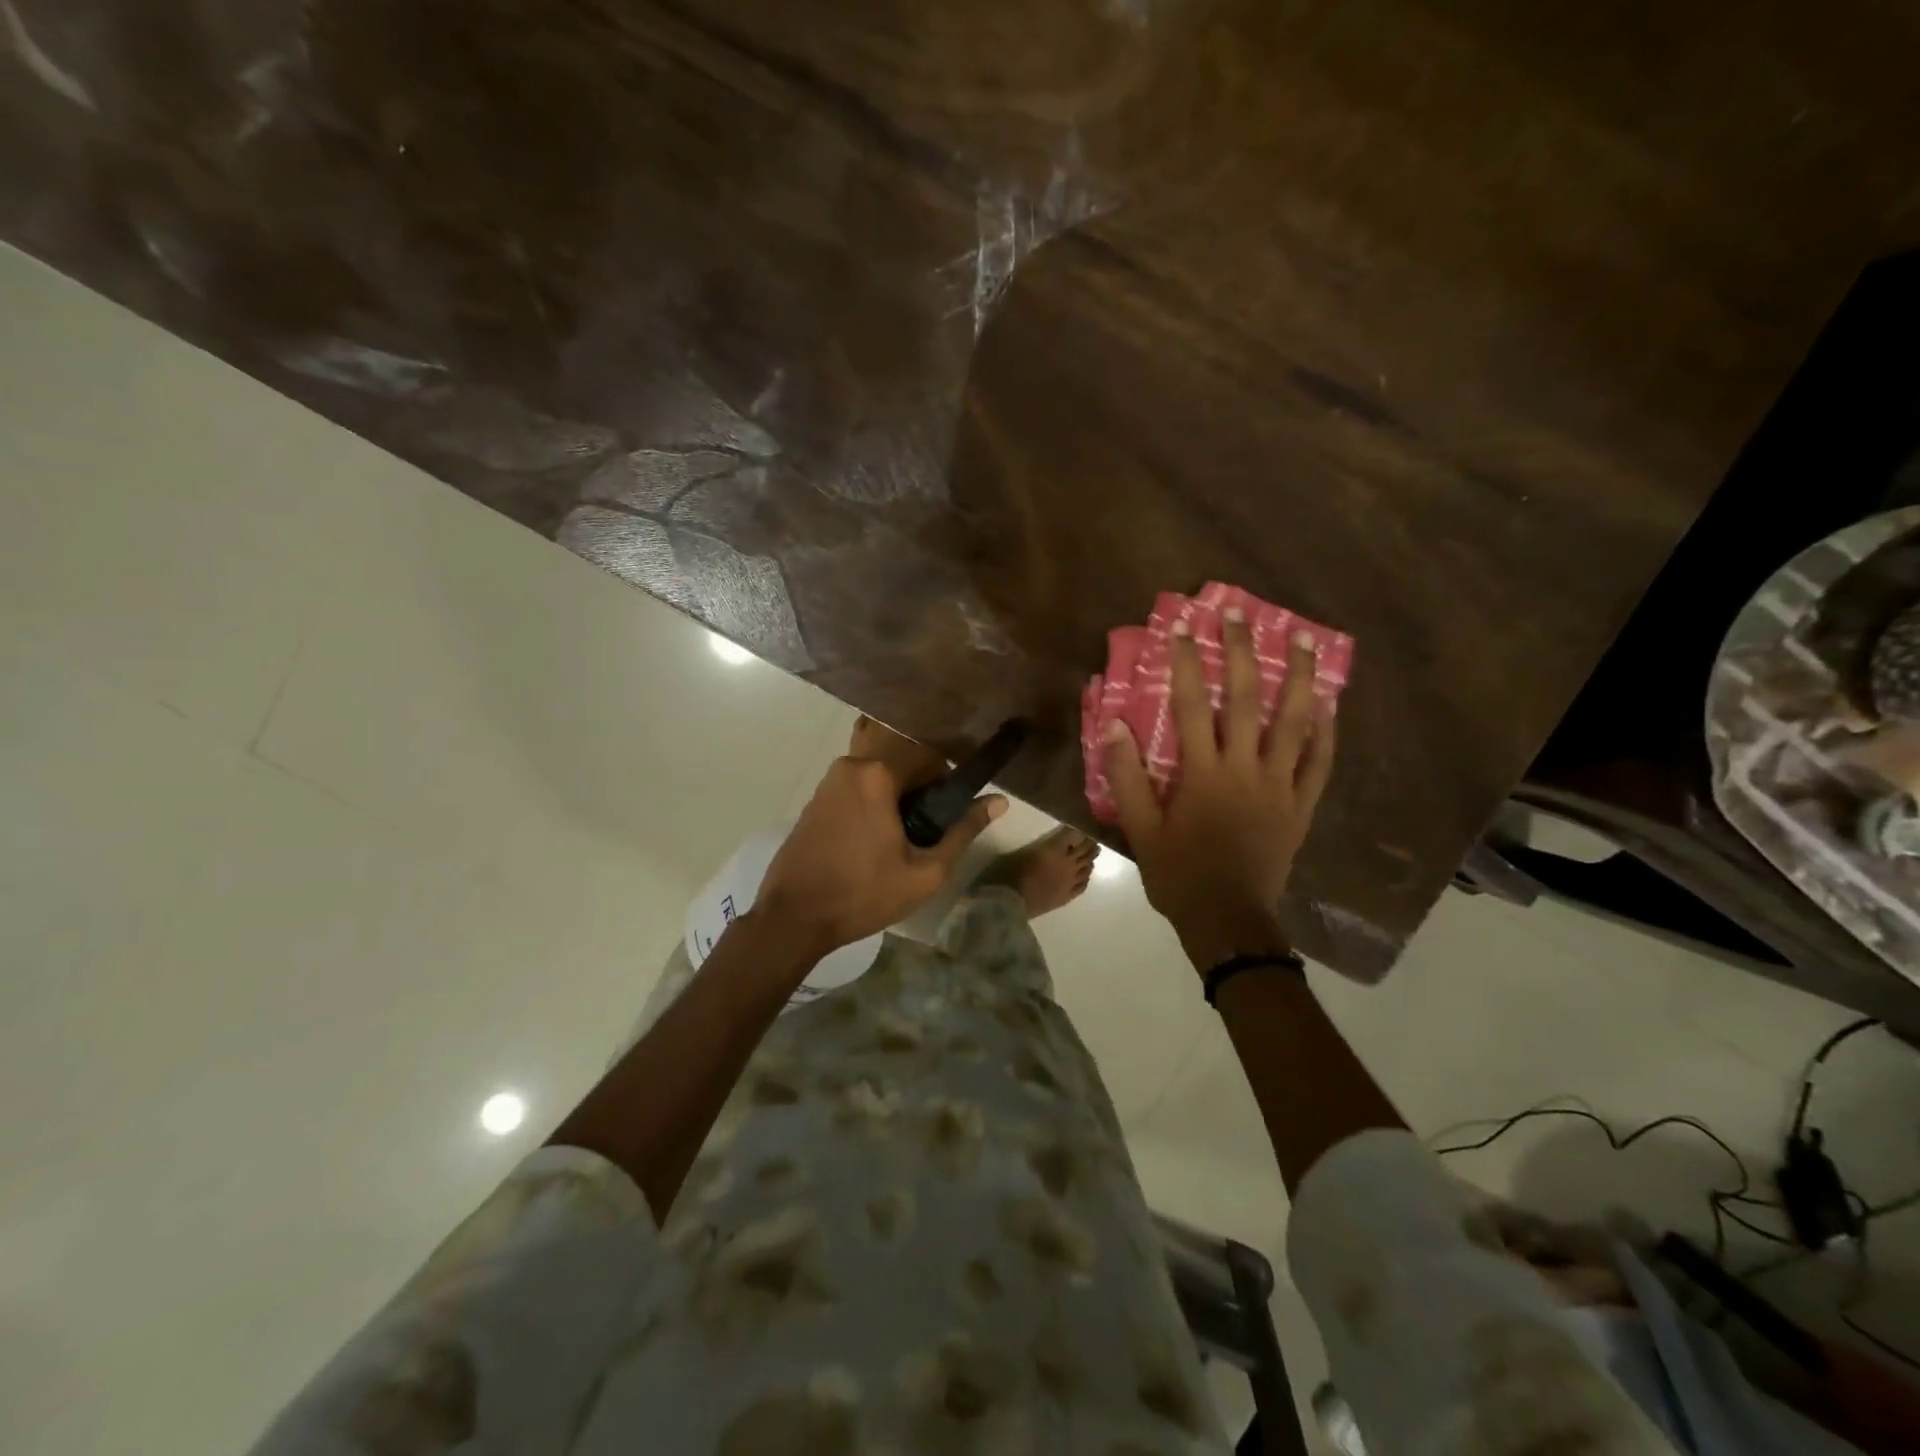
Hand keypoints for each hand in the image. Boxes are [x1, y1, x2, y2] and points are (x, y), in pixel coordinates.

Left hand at [756, 743, 1005, 955]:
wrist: (792, 918)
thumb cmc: (863, 895)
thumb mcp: (925, 871)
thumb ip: (963, 831)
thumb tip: (999, 801)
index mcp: (878, 774)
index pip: (930, 758)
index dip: (947, 785)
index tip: (949, 816)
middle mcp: (851, 765)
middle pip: (902, 764)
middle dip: (920, 792)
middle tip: (925, 833)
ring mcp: (828, 781)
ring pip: (879, 777)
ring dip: (896, 799)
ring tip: (900, 840)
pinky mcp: (815, 799)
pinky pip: (857, 788)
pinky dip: (873, 804)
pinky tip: (873, 841)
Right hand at [1104, 609, 1336, 967]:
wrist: (1228, 921)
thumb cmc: (1179, 875)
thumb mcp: (1141, 830)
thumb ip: (1126, 777)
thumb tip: (1114, 725)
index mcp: (1203, 774)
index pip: (1191, 705)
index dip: (1185, 661)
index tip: (1182, 625)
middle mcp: (1245, 770)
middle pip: (1245, 700)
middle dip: (1241, 652)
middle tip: (1239, 612)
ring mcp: (1280, 786)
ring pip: (1294, 723)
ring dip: (1300, 677)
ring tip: (1304, 637)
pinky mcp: (1301, 805)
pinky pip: (1319, 762)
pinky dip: (1327, 731)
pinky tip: (1330, 703)